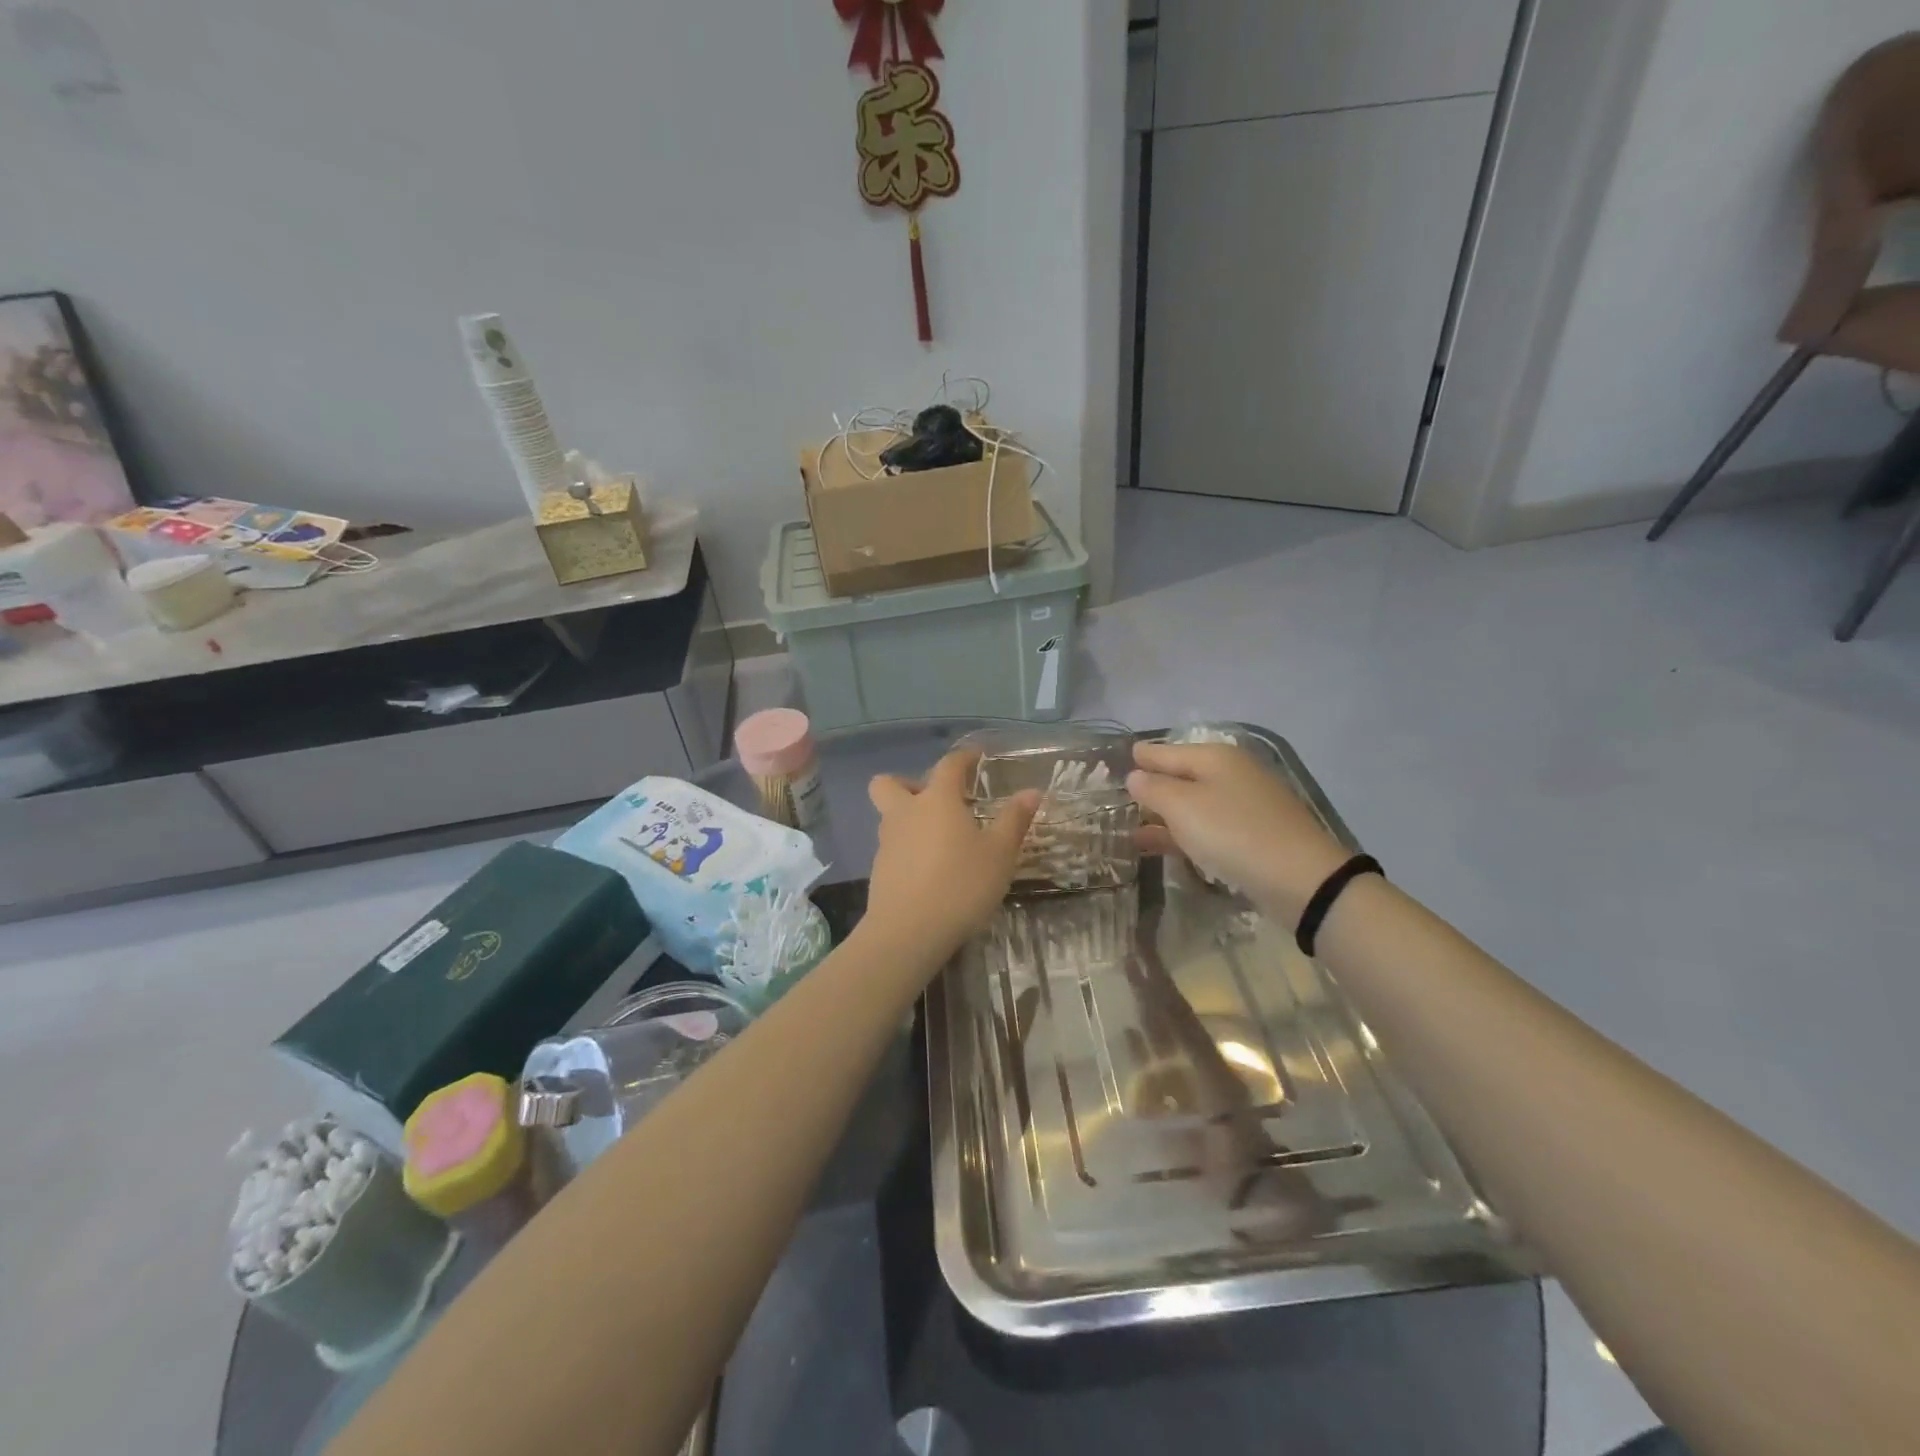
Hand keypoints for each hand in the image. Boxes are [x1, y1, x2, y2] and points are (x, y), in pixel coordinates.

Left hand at [864, 751, 1040, 961]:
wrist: (909, 932)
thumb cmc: (961, 884)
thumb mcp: (1000, 854)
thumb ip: (1014, 820)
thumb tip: (1031, 792)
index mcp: (937, 800)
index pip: (948, 765)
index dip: (964, 758)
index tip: (976, 757)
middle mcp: (905, 813)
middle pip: (891, 783)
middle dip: (910, 784)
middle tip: (939, 802)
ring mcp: (887, 842)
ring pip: (890, 816)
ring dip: (909, 819)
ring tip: (941, 842)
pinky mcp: (879, 871)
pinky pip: (892, 847)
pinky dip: (908, 849)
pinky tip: (930, 871)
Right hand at [1128, 742, 1350, 924]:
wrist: (1301, 879)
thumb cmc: (1233, 833)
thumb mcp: (1183, 806)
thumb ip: (1154, 788)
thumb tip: (1136, 775)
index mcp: (1215, 757)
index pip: (1166, 751)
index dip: (1142, 756)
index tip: (1120, 757)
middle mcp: (1231, 774)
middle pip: (1182, 776)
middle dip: (1153, 786)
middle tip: (1120, 794)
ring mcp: (1244, 806)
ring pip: (1193, 804)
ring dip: (1164, 816)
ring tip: (1132, 829)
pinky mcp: (1252, 835)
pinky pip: (1207, 828)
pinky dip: (1183, 834)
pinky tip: (1161, 846)